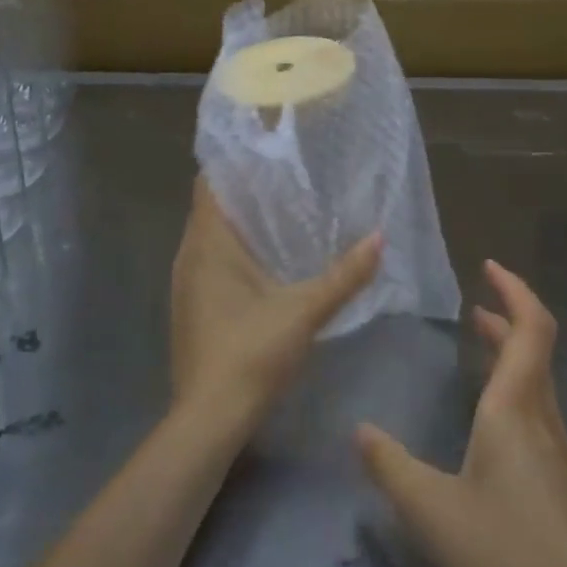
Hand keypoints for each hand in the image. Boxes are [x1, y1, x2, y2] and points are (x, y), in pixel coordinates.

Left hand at [170, 177, 381, 432]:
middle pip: (212, 208)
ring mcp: (185, 285)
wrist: (209, 419)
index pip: (209, 183)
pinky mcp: (191, 309)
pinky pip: (210, 264)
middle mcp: (188, 257)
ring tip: (281, 211)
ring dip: (240, 224)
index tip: (267, 148)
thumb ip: (344, 275)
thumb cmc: (251, 353)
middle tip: (288, 176)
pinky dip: (234, 253)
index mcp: (207, 244)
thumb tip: (380, 238)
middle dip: (245, 191)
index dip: (234, 162)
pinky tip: (265, 262)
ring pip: (211, 239)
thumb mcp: (305, 311)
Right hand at [357, 261, 566, 566]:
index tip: (489, 267)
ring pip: (539, 383)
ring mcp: (562, 453)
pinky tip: (492, 428)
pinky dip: (516, 392)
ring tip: (480, 349)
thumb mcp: (433, 511)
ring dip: (512, 355)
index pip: (530, 328)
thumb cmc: (509, 555)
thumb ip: (391, 467)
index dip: (514, 290)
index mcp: (516, 409)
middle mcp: (545, 420)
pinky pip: (541, 414)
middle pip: (536, 349)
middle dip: (507, 318)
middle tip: (475, 308)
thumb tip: (359, 430)